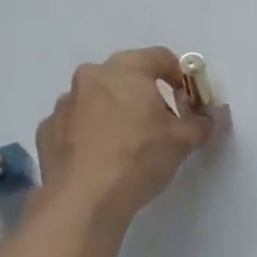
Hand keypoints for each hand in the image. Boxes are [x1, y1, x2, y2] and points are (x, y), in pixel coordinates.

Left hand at [35, 47, 211, 222]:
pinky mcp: (46, 131)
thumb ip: (200, 122)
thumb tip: (211, 117)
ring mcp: (64, 103)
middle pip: (124, 77)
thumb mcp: (182, 141)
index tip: (188, 101)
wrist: (84, 199)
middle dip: (143, 95)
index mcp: (124, 70)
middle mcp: (90, 77)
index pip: (160, 57)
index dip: (179, 76)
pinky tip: (97, 160)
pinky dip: (87, 135)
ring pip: (96, 100)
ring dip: (111, 113)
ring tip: (124, 146)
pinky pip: (74, 125)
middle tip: (159, 124)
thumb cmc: (138, 158)